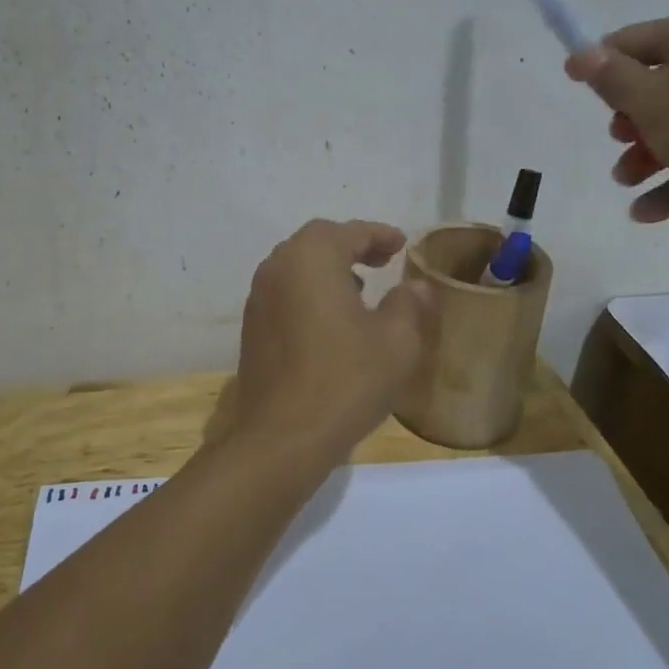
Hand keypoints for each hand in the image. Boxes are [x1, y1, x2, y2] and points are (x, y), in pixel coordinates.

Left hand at [221, 219, 436, 470]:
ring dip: (329, 268)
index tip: (402, 244)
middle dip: (352, 246)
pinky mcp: (252, 327)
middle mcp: (278, 267)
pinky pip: (285, 292)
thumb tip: (416, 285)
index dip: (380, 235)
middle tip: (382, 260)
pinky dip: (310, 291)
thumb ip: (409, 304)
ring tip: (361, 289)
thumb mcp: (396, 342)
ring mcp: (259, 297)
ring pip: (297, 266)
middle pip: (318, 241)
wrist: (283, 437)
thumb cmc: (346, 380)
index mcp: (312, 258)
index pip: (350, 232)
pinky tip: (332, 320)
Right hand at [566, 11, 668, 228]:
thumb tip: (581, 53)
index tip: (575, 88)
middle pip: (656, 86)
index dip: (601, 64)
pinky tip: (646, 213)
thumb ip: (611, 78)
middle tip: (618, 140)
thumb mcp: (651, 100)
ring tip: (626, 182)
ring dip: (646, 156)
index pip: (634, 40)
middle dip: (628, 120)